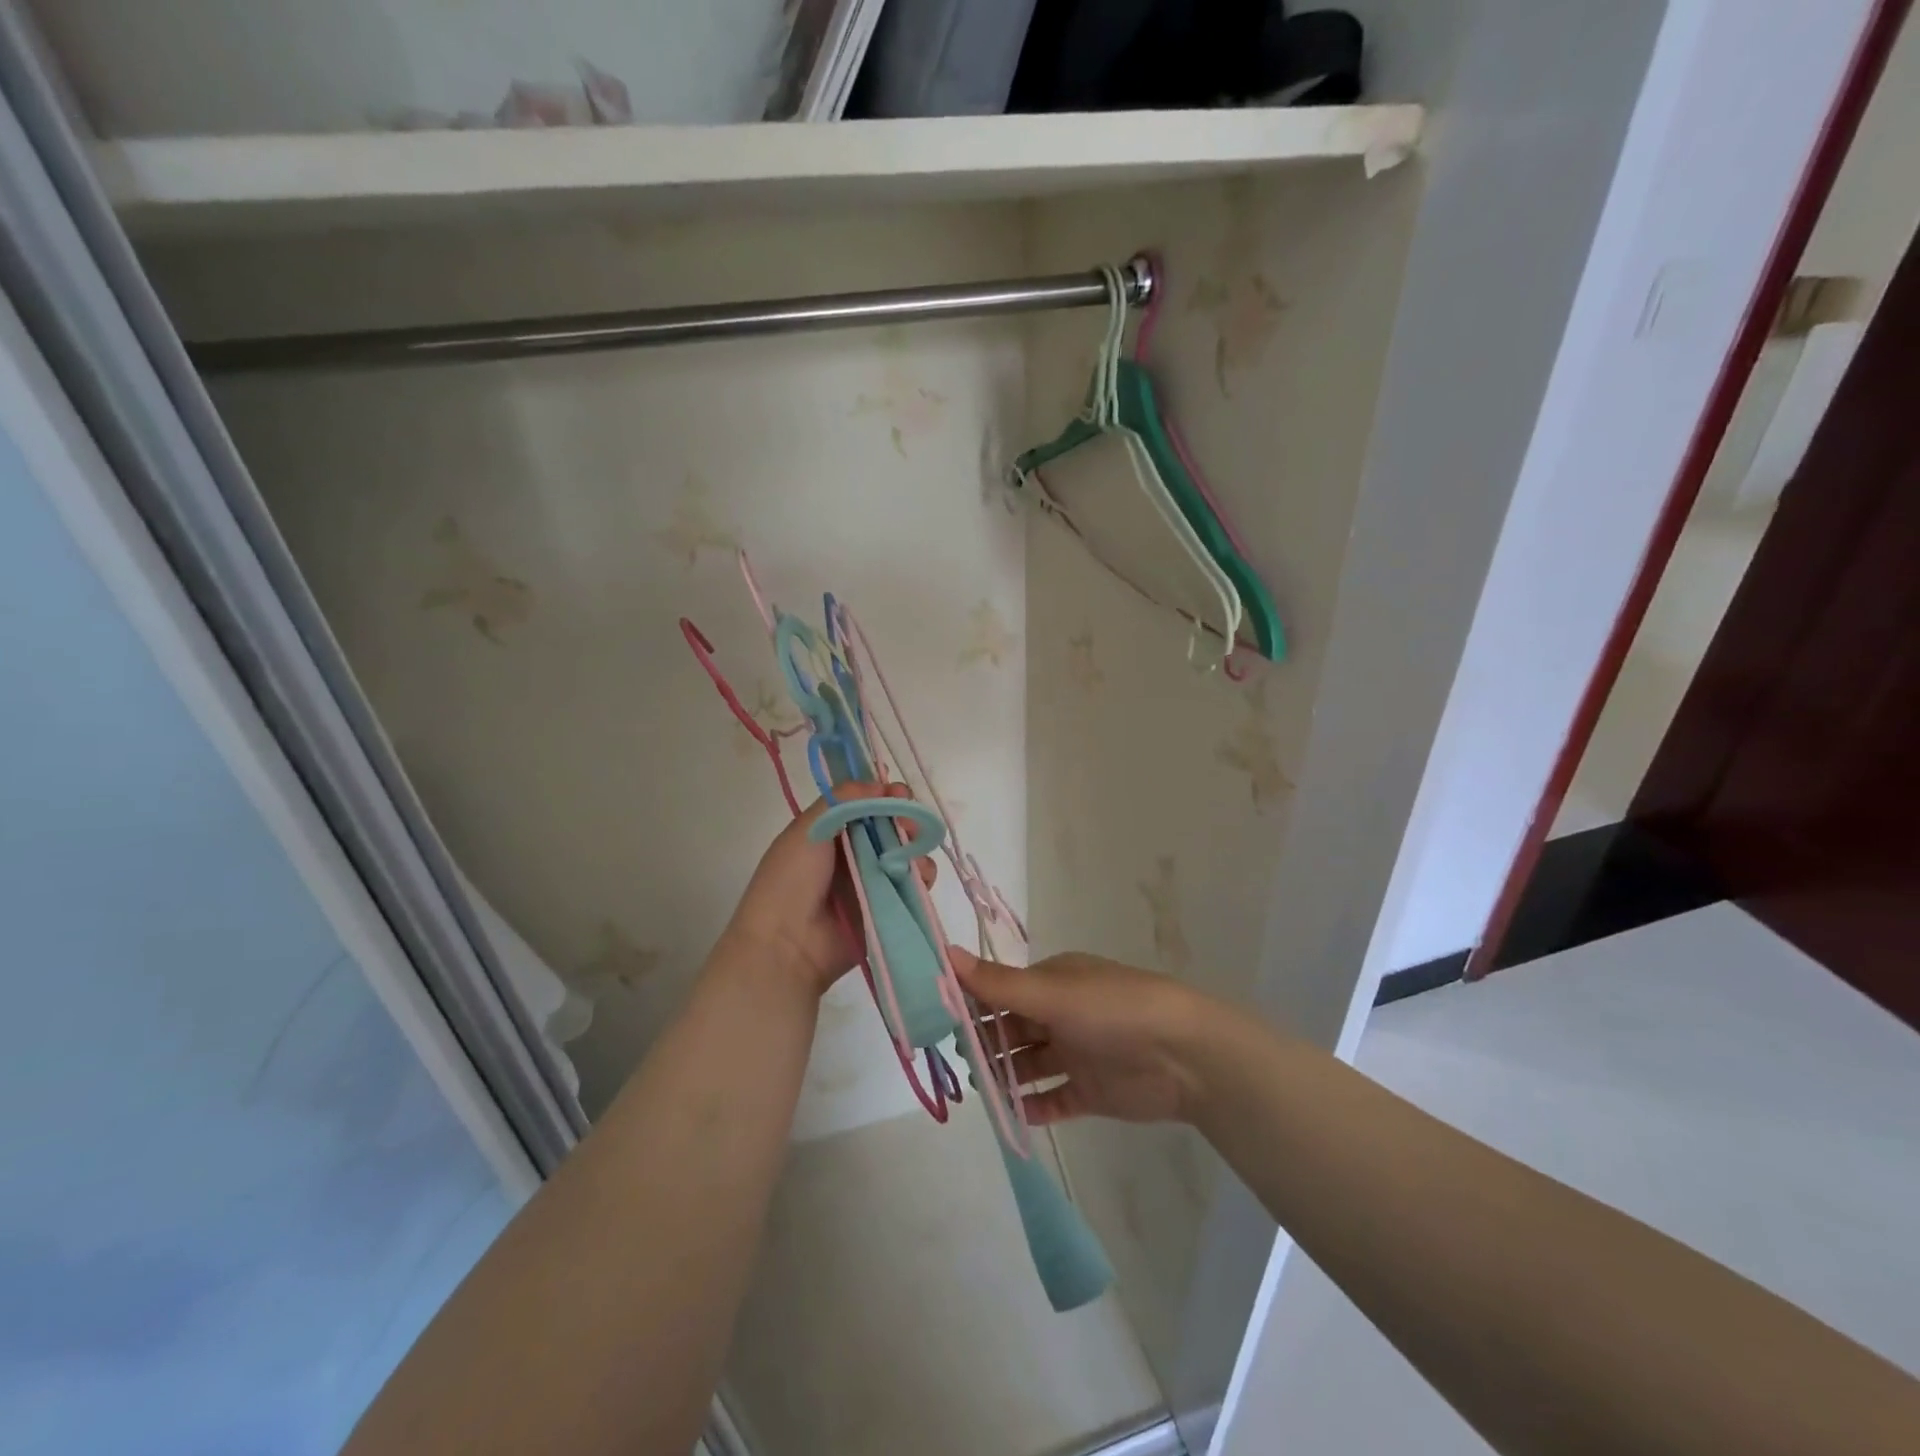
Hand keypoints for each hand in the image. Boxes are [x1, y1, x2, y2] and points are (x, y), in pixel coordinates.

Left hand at [723, 783, 931, 996]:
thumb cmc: (790, 880)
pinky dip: (921, 877)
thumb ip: (844, 799)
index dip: (886, 795)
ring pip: (906, 854)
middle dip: (906, 819)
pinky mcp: (888, 908)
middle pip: (891, 827)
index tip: (899, 793)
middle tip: (910, 824)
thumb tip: (881, 784)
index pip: (866, 804)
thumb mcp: (808, 828)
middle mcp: (852, 853)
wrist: (786, 946)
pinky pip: (914, 886)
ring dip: (915, 848)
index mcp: (830, 830)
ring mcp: (872, 881)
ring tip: (911, 855)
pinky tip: (918, 876)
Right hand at [952, 948, 1215, 1124]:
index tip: (941, 1023)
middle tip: (957, 1062)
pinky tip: (1012, 1116)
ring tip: (979, 1090)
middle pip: (1012, 1029)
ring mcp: (1077, 1053)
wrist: (1184, 1057)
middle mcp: (1061, 1014)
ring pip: (1029, 1065)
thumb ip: (997, 984)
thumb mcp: (1050, 993)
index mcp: (1053, 982)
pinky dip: (1033, 1106)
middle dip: (985, 1044)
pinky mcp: (1091, 1090)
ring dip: (1005, 1076)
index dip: (973, 1006)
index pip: (1002, 992)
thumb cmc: (1111, 1011)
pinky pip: (1053, 1099)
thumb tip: (945, 952)